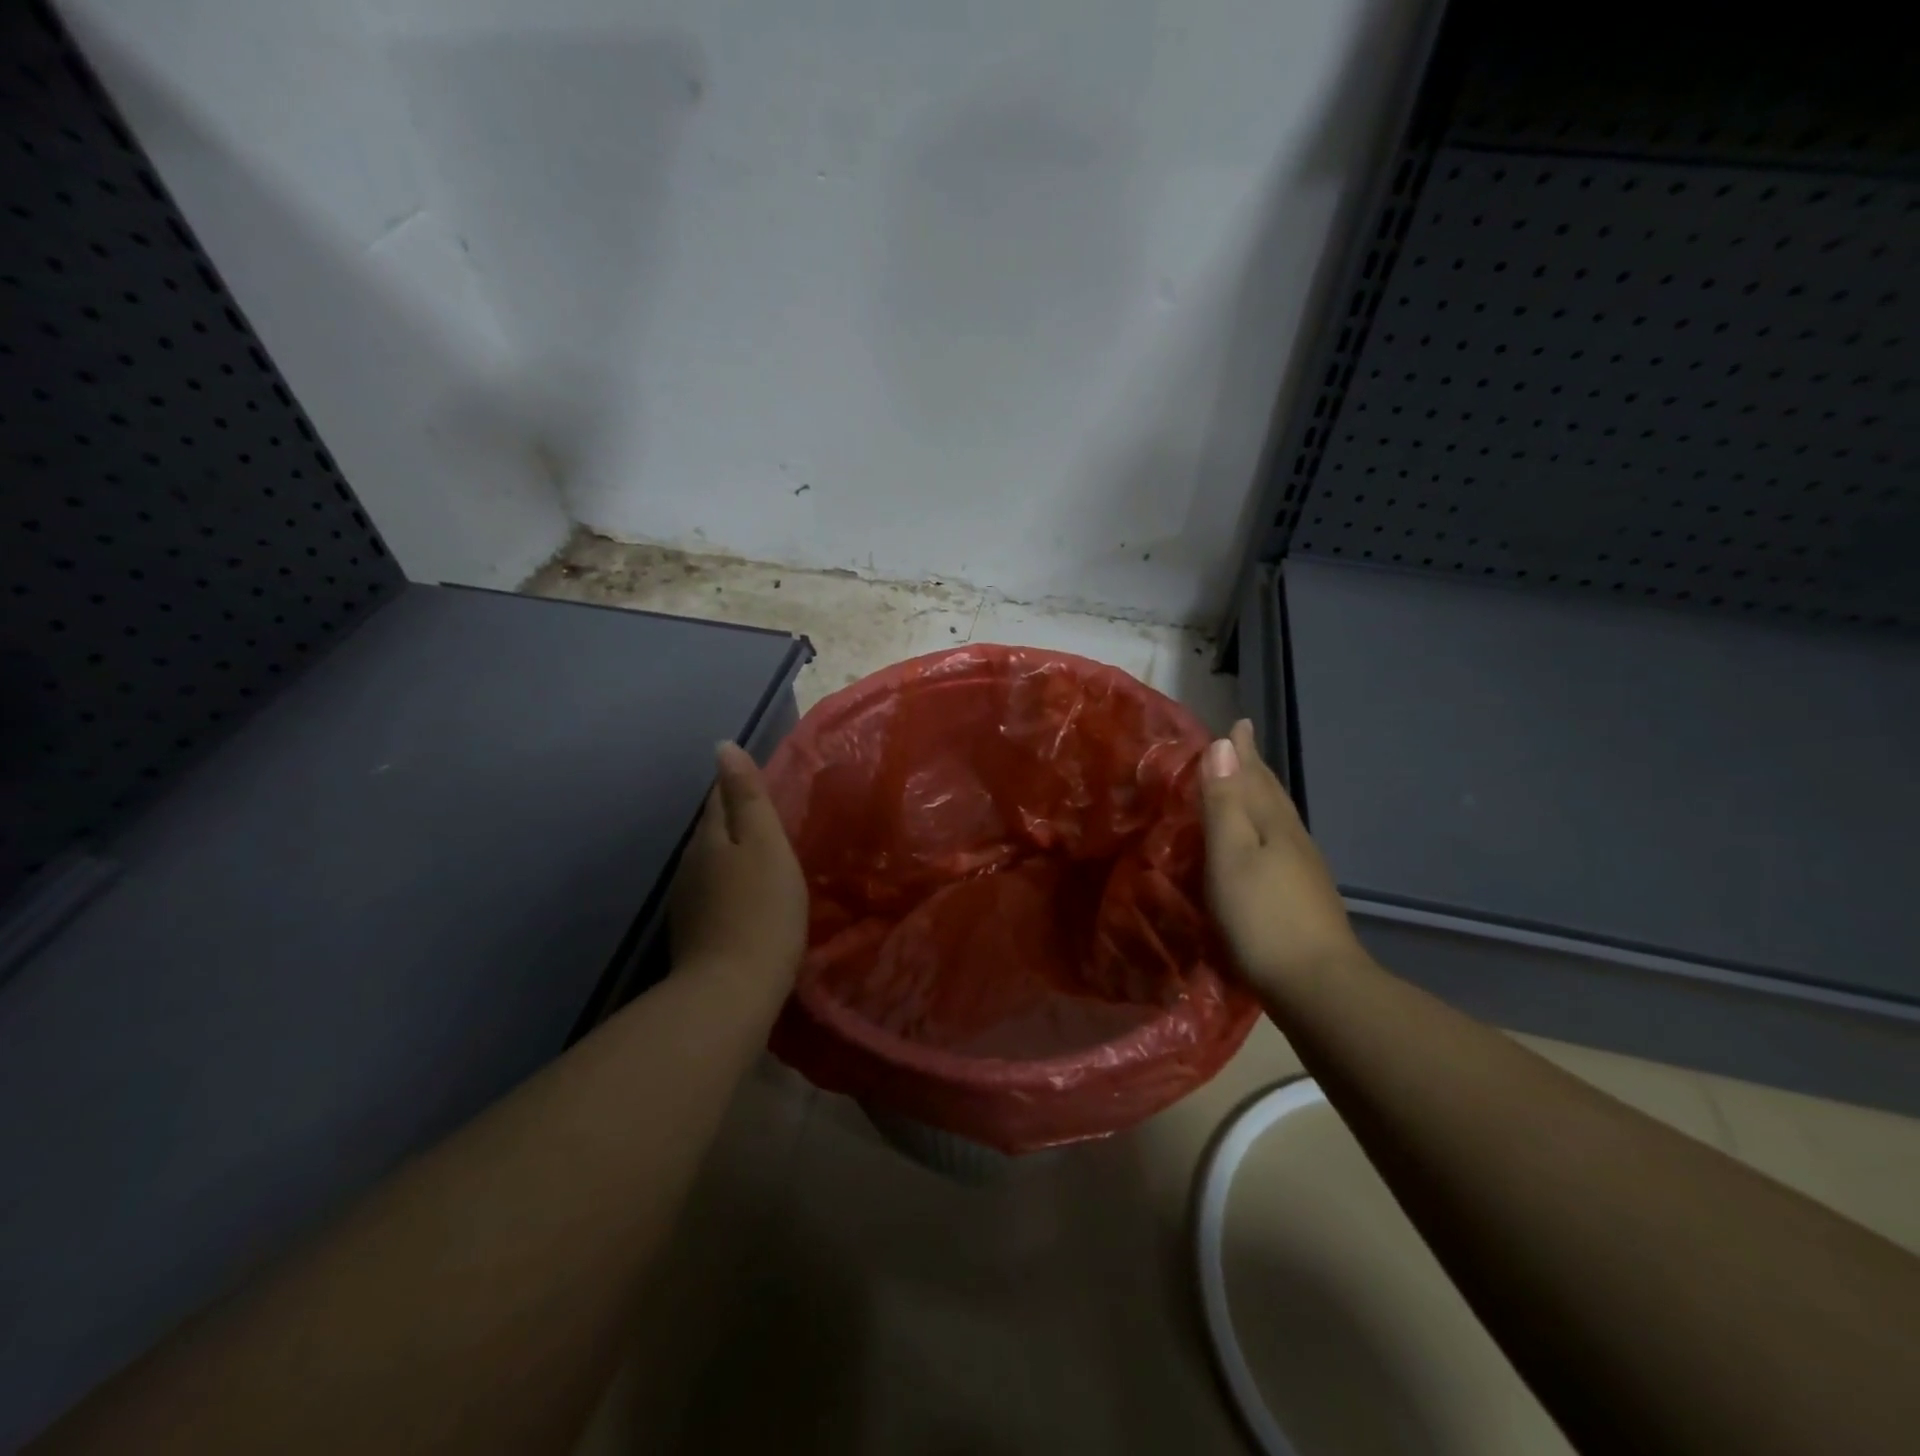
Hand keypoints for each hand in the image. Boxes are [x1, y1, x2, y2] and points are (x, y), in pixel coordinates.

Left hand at [669, 743, 808, 995]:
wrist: (732, 991)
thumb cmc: (762, 910)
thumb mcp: (766, 844)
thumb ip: (747, 797)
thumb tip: (723, 746)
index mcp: (710, 838)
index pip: (720, 798)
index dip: (740, 786)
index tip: (763, 784)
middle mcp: (691, 863)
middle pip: (714, 830)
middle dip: (736, 820)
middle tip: (771, 818)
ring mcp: (688, 901)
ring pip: (711, 862)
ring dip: (733, 854)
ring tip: (763, 855)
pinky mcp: (694, 932)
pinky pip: (714, 892)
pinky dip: (730, 885)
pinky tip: (748, 895)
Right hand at [1200, 719, 1364, 995]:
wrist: (1316, 987)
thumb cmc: (1262, 917)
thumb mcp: (1231, 855)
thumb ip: (1225, 802)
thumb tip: (1223, 744)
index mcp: (1274, 825)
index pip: (1255, 776)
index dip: (1244, 751)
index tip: (1238, 723)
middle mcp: (1293, 840)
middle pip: (1272, 795)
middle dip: (1255, 769)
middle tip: (1240, 747)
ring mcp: (1303, 872)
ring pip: (1279, 821)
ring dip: (1261, 798)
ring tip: (1247, 787)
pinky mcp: (1303, 899)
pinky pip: (1279, 846)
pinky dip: (1265, 831)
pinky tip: (1260, 847)